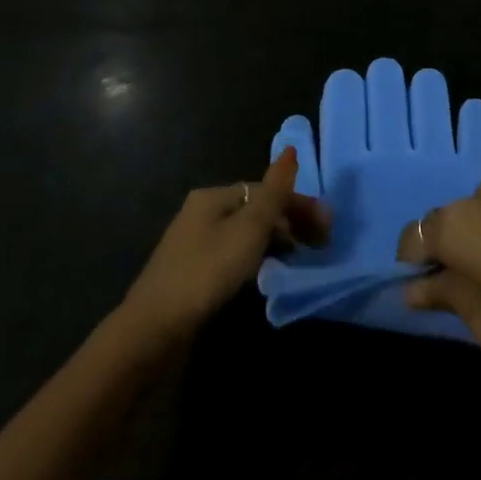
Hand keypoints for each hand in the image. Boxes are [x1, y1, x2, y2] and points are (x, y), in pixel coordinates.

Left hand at [121, 148, 329, 351]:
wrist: (154, 330)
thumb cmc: (207, 272)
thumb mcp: (248, 229)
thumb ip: (274, 192)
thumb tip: (291, 149)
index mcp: (214, 196)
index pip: (265, 190)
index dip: (297, 204)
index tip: (326, 228)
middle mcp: (202, 212)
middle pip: (255, 210)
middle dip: (289, 222)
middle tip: (319, 245)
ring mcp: (195, 243)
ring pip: (245, 234)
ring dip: (275, 241)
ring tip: (299, 259)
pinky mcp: (193, 273)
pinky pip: (234, 255)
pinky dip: (256, 259)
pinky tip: (267, 275)